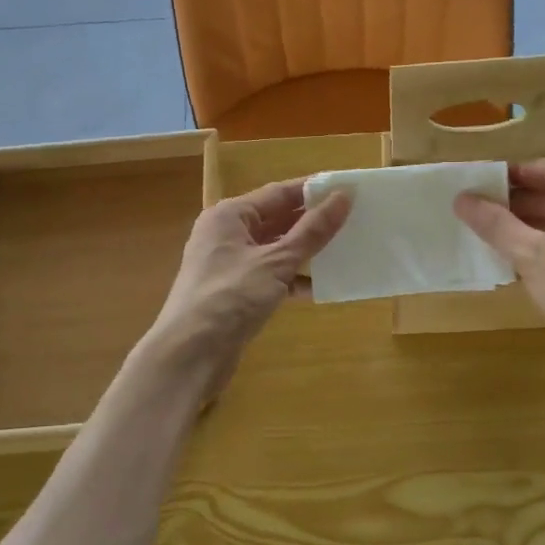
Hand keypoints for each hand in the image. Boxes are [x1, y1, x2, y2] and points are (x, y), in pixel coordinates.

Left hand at [149, 179, 351, 395]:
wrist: (190, 354)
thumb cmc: (230, 297)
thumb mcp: (276, 261)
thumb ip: (312, 231)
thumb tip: (343, 196)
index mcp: (230, 215)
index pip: (278, 193)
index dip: (313, 190)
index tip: (349, 189)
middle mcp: (226, 234)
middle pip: (276, 220)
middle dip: (312, 221)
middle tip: (354, 219)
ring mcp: (229, 265)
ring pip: (275, 250)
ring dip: (306, 251)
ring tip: (345, 249)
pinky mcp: (235, 293)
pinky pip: (270, 276)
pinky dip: (293, 279)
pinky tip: (322, 287)